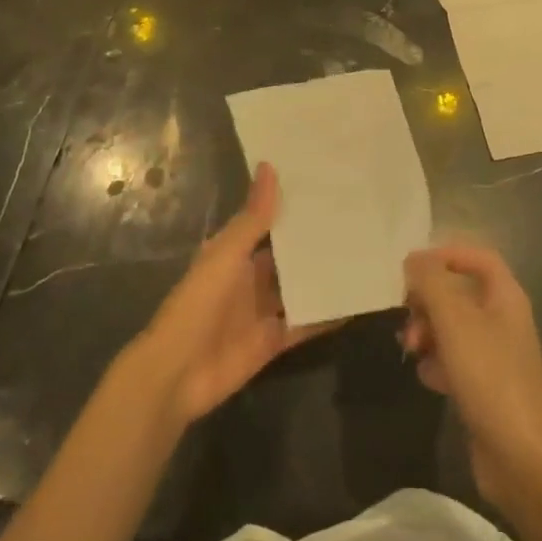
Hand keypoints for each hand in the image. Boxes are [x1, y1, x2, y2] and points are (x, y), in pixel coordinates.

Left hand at [128, 164, 330, 428]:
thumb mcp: (226, 255)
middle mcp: (249, 278)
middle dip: (314, 242)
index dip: (291, 207)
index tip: (326, 187)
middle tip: (356, 219)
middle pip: (286, 257)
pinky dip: (325, 316)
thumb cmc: (197, 304)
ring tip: (363, 255)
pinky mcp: (273, 341)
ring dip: (323, 277)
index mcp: (233, 253)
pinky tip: (354, 303)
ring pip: (298, 288)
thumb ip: (253, 218)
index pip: (267, 223)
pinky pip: (304, 324)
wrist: (177, 374)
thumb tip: (269, 166)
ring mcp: (262, 311)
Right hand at [403, 244, 541, 511]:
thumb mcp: (455, 321)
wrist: (523, 459)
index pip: (478, 257)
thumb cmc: (491, 378)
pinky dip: (437, 364)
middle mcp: (503, 320)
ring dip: (427, 332)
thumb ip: (431, 283)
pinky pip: (454, 361)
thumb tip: (414, 259)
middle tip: (406, 313)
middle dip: (428, 299)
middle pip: (459, 292)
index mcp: (505, 297)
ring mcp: (496, 356)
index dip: (446, 254)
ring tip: (411, 349)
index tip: (413, 268)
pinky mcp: (486, 388)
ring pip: (452, 327)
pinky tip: (429, 379)